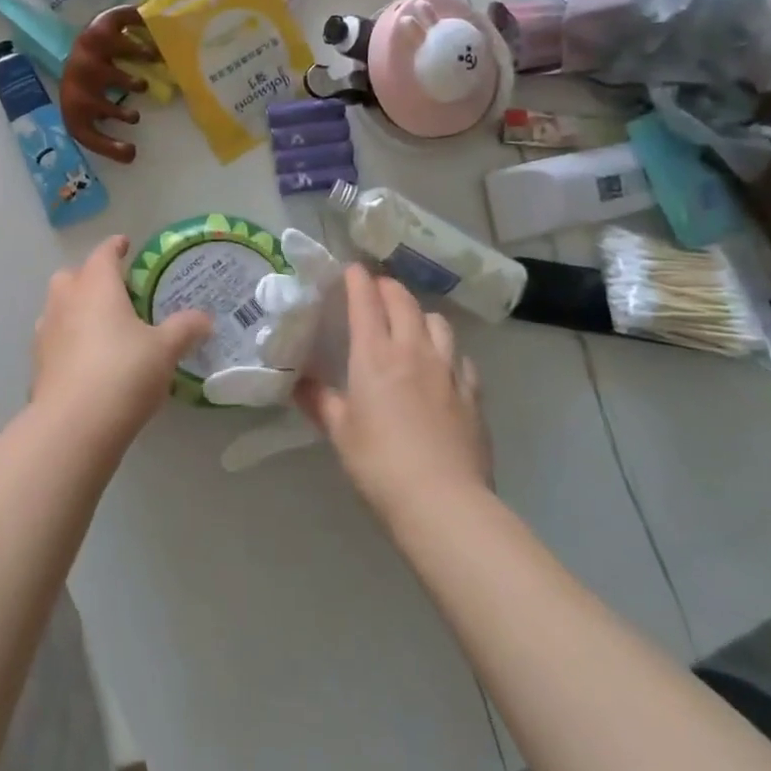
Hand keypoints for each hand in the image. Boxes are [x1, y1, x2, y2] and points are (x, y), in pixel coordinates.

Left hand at [32, 236, 212, 448]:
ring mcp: (45, 333)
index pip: (104, 254)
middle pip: (72, 276)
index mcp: (96, 286)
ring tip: (100, 325)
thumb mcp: (165, 349)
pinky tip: (86, 360)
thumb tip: (205, 318)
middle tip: (114, 290)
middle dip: (89, 277)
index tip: (125, 245)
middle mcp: (66, 301)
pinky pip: (53, 339)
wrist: (73, 426)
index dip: (116, 247)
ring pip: (57, 307)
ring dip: (75, 308)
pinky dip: (68, 340)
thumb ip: (185, 329)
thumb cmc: (124, 372)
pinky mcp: (38, 365)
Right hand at [296, 266, 491, 523]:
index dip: (358, 280)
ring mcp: (448, 369)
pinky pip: (461, 357)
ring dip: (420, 314)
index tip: (351, 269)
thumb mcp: (340, 432)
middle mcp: (413, 351)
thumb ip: (320, 402)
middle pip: (403, 302)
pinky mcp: (472, 393)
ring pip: (437, 323)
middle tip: (376, 289)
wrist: (442, 501)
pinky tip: (442, 365)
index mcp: (375, 355)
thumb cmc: (379, 463)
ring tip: (411, 323)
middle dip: (388, 288)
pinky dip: (447, 351)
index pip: (366, 301)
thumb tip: (298, 384)